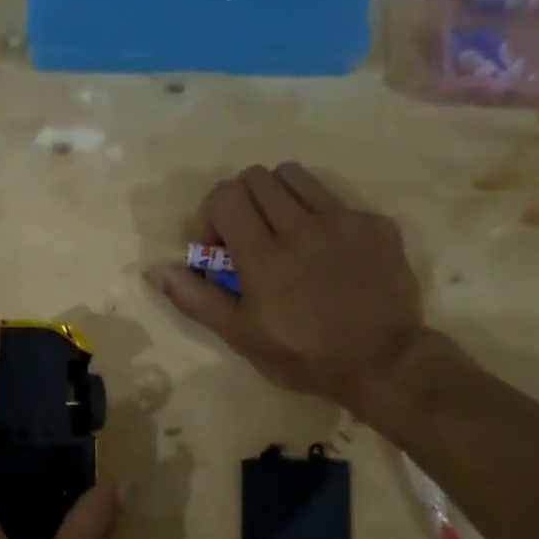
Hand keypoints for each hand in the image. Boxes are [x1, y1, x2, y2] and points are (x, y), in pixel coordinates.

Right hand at [144, 162, 428, 414]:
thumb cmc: (303, 356)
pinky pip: (337, 199)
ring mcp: (343, 220)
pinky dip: (322, 215)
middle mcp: (301, 226)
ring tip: (286, 231)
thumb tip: (155, 270)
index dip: (213, 215)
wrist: (383, 362)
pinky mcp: (375, 223)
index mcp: (263, 254)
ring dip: (279, 196)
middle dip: (243, 203)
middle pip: (256, 177)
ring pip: (296, 175)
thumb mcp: (241, 336)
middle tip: (251, 238)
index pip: (225, 195)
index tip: (221, 249)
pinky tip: (329, 252)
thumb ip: (196, 298)